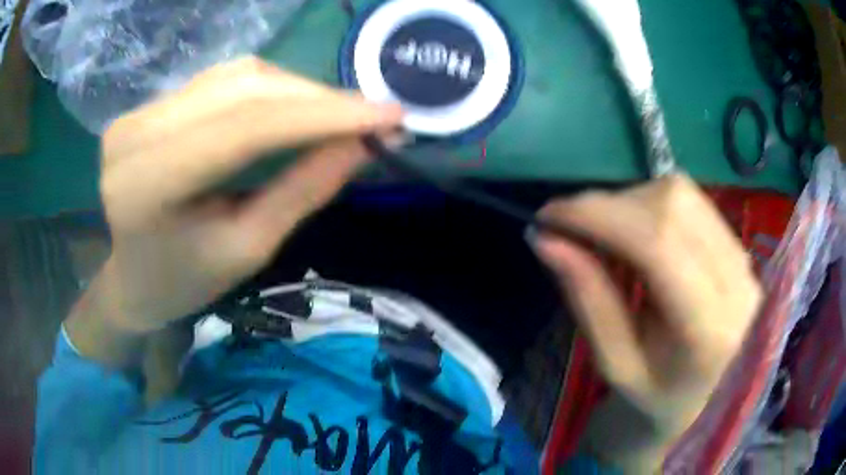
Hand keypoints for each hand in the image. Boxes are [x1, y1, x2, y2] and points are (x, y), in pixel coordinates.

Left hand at [65, 57, 401, 363]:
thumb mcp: (244, 250)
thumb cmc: (183, 283)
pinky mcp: (150, 104)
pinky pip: (222, 80)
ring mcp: (141, 111)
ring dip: (297, 89)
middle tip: (373, 115)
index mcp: (150, 182)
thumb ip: (300, 191)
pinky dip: (269, 88)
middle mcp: (139, 131)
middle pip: (245, 87)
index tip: (389, 114)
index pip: (247, 125)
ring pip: (237, 75)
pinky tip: (295, 105)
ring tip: (338, 114)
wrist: (129, 279)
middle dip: (317, 97)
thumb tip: (360, 145)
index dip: (323, 114)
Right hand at [532, 175, 761, 470]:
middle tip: (571, 227)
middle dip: (610, 205)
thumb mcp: (613, 362)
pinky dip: (650, 205)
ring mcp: (744, 258)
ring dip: (630, 202)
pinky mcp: (738, 245)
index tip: (548, 215)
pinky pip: (691, 201)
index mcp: (708, 328)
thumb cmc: (655, 393)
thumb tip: (546, 238)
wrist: (703, 398)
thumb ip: (587, 297)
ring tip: (605, 233)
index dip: (599, 216)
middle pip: (672, 205)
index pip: (658, 243)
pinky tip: (636, 232)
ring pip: (682, 194)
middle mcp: (737, 281)